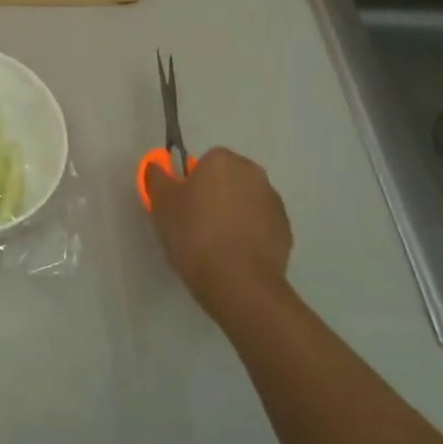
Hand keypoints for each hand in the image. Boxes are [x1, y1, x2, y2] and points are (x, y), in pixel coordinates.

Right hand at [144, 148, 293, 323]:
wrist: (238, 281)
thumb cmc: (193, 233)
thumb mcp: (161, 204)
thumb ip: (157, 178)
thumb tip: (158, 166)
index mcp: (223, 161)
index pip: (205, 161)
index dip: (192, 182)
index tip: (182, 204)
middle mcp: (254, 174)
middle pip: (228, 179)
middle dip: (215, 194)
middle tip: (195, 222)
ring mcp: (273, 202)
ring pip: (246, 201)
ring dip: (233, 214)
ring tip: (215, 244)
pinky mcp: (285, 230)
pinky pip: (260, 225)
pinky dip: (248, 234)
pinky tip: (233, 255)